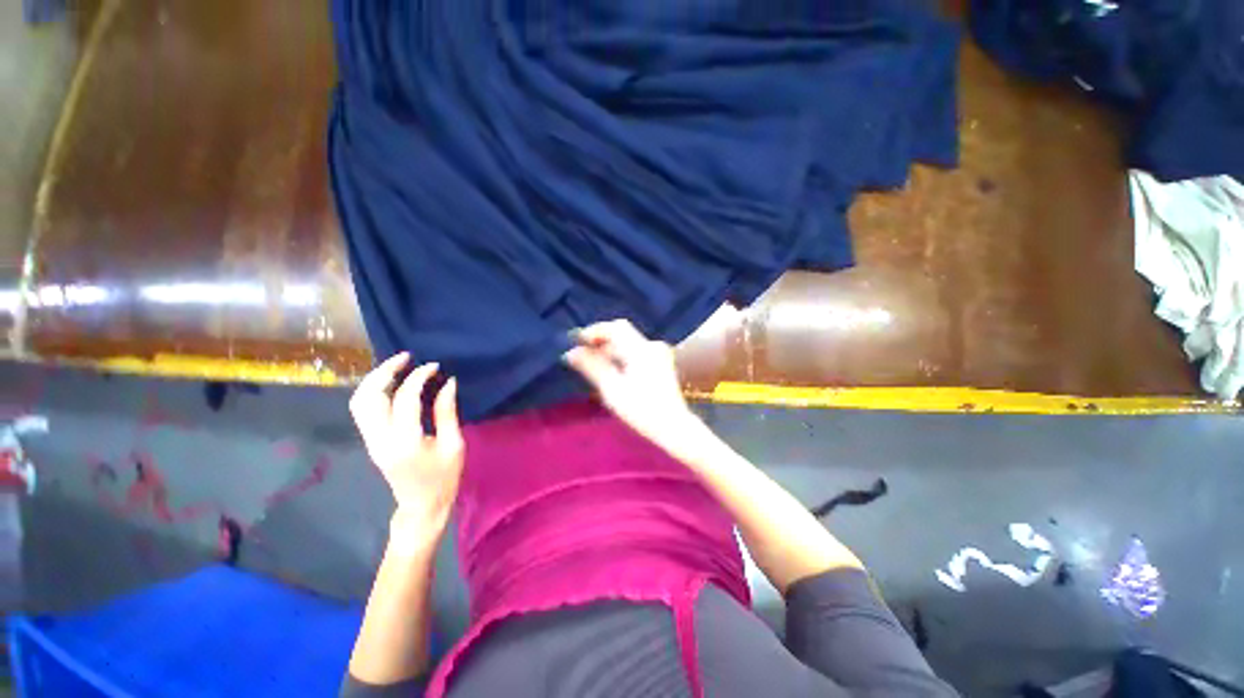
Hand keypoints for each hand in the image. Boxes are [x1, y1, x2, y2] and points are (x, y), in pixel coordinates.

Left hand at [350, 353, 463, 542]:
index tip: (434, 366)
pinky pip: (363, 409)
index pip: (404, 399)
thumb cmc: (444, 477)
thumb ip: (447, 412)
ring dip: (375, 379)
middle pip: (369, 397)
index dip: (418, 377)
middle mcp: (380, 439)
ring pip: (359, 402)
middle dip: (385, 371)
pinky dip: (373, 391)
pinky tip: (391, 383)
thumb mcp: (454, 444)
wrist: (421, 506)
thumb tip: (449, 382)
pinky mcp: (370, 441)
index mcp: (405, 441)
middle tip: (407, 357)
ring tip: (397, 366)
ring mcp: (370, 441)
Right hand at [563, 320, 700, 451]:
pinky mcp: (660, 363)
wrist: (673, 427)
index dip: (594, 331)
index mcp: (641, 350)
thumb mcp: (612, 389)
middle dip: (600, 340)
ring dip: (609, 349)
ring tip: (591, 363)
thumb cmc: (641, 410)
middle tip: (580, 353)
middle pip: (622, 333)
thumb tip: (571, 352)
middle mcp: (651, 346)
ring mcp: (658, 354)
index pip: (615, 328)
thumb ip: (592, 367)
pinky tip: (610, 369)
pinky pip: (635, 351)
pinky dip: (620, 355)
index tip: (575, 341)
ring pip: (628, 343)